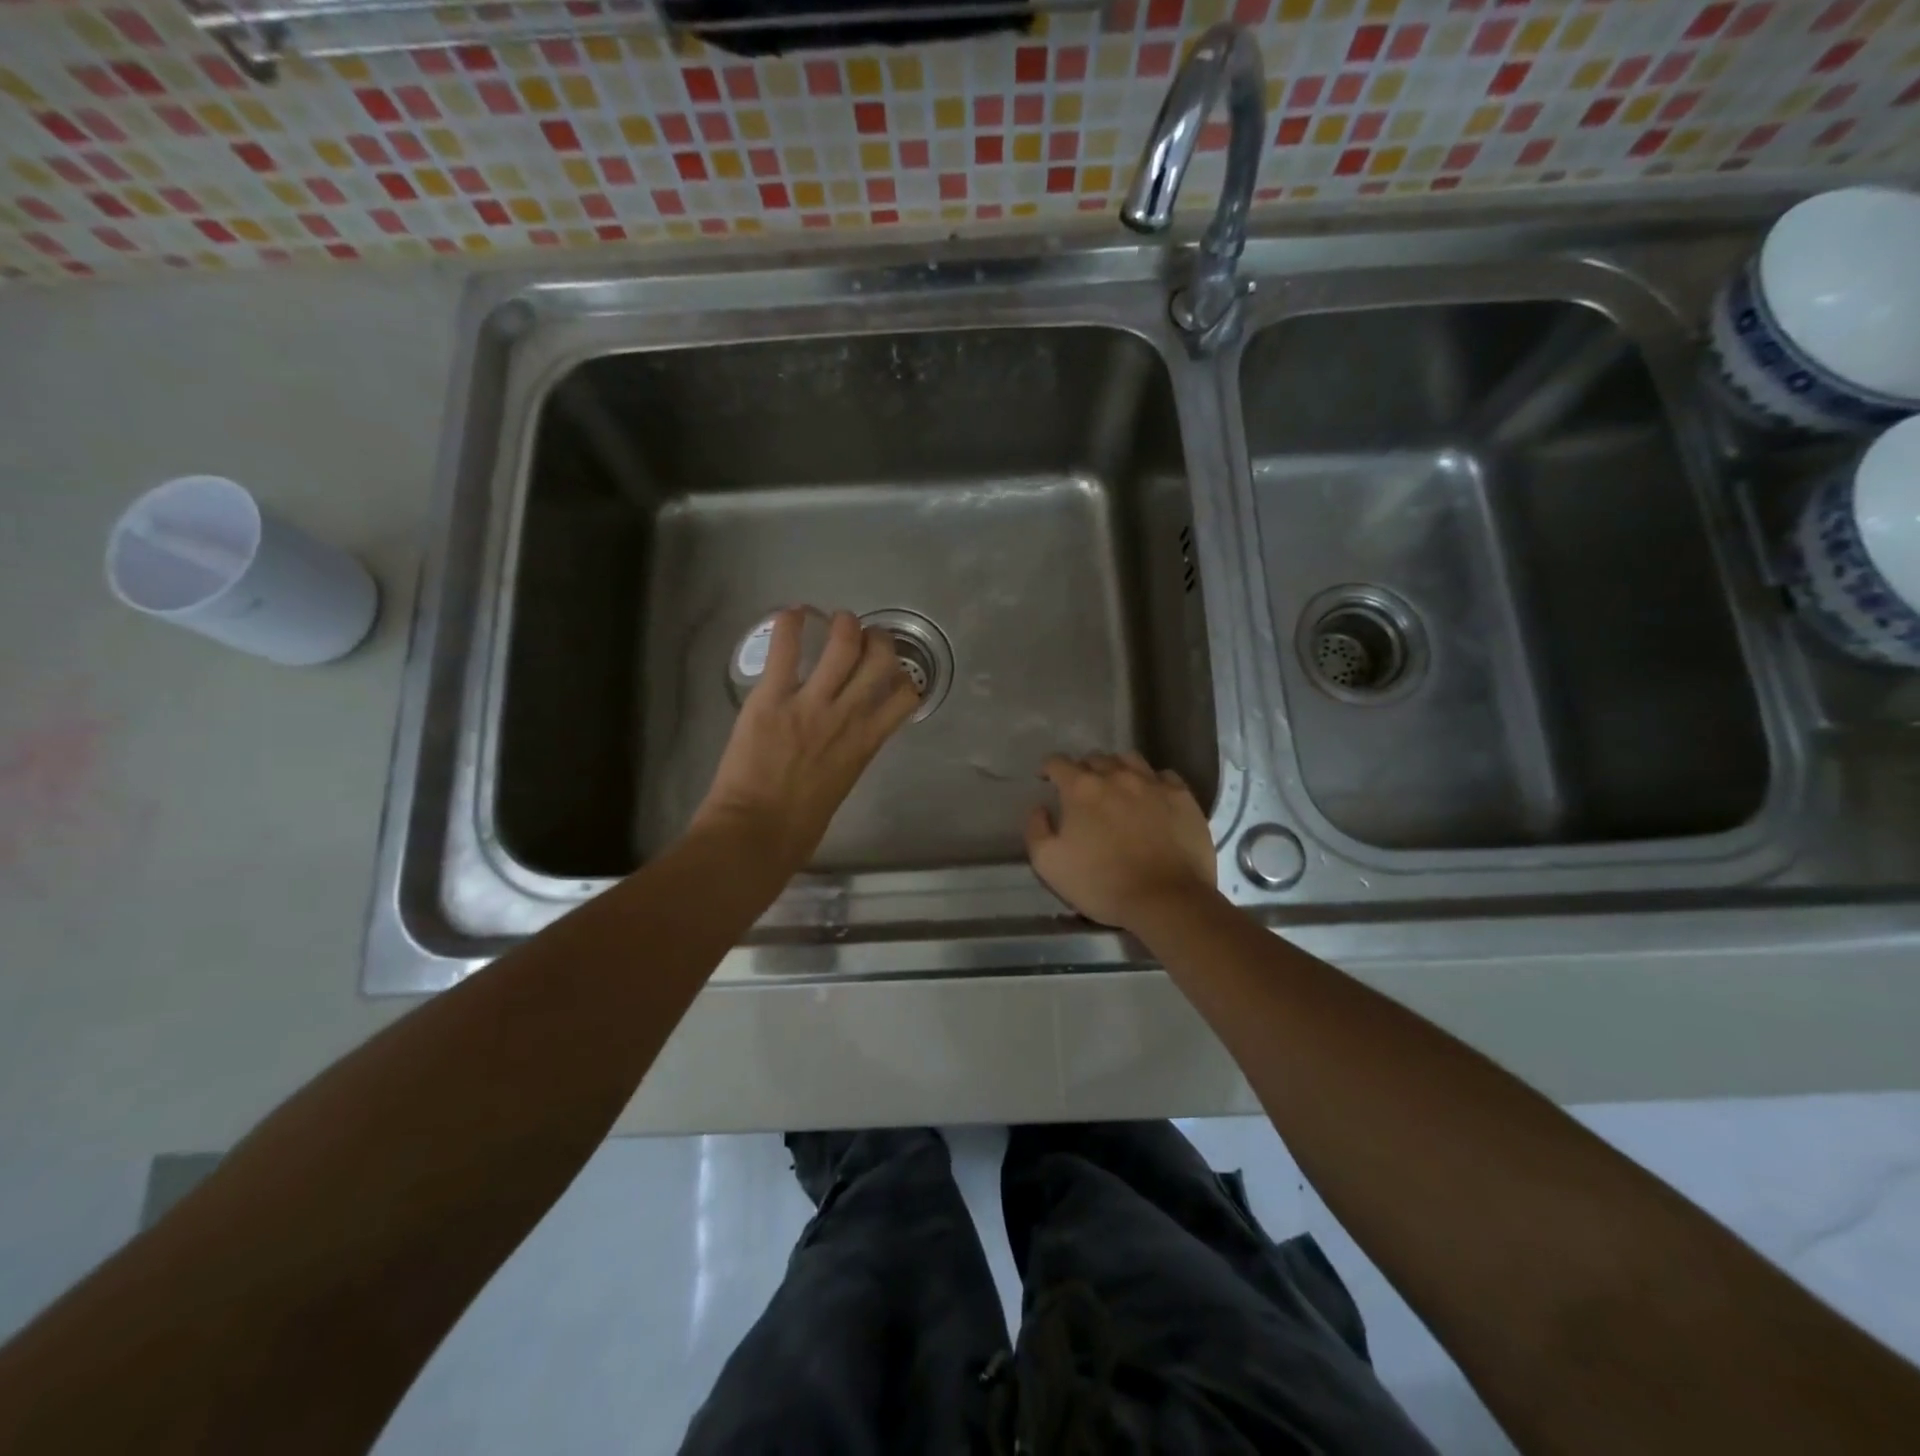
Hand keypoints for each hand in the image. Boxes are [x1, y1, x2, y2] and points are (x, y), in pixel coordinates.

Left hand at [694, 608, 920, 871]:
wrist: (755, 834)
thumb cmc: (799, 826)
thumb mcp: (841, 786)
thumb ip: (849, 755)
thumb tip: (845, 742)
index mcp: (866, 742)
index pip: (907, 695)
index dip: (903, 675)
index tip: (892, 670)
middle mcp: (847, 715)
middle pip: (880, 660)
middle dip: (878, 640)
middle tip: (865, 636)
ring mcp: (810, 703)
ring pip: (843, 644)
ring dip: (844, 624)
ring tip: (837, 621)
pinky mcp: (772, 697)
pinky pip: (785, 648)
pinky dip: (790, 624)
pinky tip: (792, 615)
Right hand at [1025, 753, 1217, 932]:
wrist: (1166, 900)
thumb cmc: (1102, 884)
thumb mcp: (1049, 864)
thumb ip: (1036, 830)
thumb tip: (1040, 808)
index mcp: (1081, 788)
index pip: (1058, 763)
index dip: (1049, 769)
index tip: (1047, 781)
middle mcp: (1117, 776)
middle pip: (1094, 758)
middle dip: (1083, 770)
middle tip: (1082, 792)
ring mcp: (1153, 783)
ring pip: (1129, 759)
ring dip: (1117, 768)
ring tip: (1117, 787)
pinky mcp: (1182, 796)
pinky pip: (1163, 776)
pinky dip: (1152, 781)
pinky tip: (1151, 797)